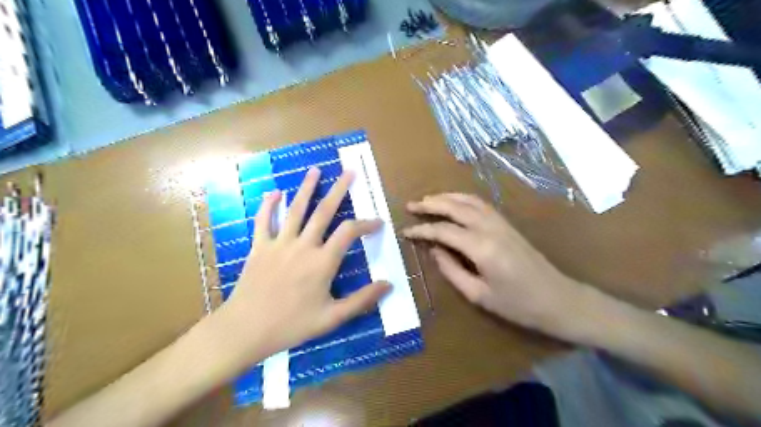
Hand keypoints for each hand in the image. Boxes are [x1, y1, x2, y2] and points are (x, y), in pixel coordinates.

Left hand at [217, 169, 388, 364]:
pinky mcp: (259, 247)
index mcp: (322, 262)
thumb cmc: (291, 325)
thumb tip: (388, 284)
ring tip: (316, 170)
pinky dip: (269, 205)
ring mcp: (279, 243)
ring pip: (295, 209)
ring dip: (307, 188)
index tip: (378, 222)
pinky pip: (264, 220)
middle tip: (349, 172)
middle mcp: (303, 245)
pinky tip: (275, 192)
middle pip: (324, 211)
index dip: (366, 223)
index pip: (349, 232)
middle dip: (339, 190)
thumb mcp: (332, 318)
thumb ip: (362, 300)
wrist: (246, 329)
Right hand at [404, 193, 587, 339]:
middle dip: (430, 204)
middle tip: (411, 205)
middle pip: (455, 207)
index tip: (405, 231)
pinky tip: (454, 203)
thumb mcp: (479, 295)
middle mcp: (490, 228)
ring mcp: (501, 223)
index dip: (422, 230)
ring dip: (446, 197)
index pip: (443, 231)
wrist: (559, 299)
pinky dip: (463, 199)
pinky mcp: (507, 224)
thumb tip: (434, 250)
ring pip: (468, 201)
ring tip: (428, 200)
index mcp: (481, 248)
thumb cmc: (518, 305)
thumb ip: (452, 270)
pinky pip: (480, 204)